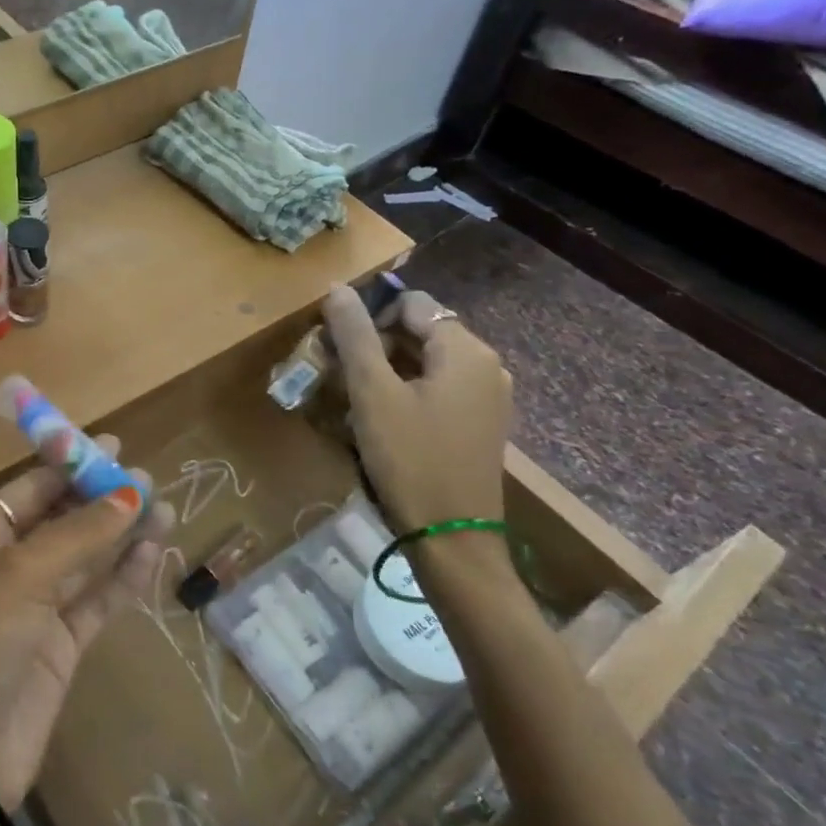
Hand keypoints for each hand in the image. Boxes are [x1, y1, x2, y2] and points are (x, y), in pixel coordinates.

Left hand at [0, 436, 170, 811]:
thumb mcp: (19, 576)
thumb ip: (78, 535)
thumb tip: (131, 495)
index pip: (32, 487)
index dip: (71, 464)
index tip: (114, 447)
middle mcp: (8, 564)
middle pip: (63, 518)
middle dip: (103, 498)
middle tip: (150, 478)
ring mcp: (36, 606)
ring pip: (87, 557)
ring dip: (122, 535)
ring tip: (165, 509)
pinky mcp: (61, 646)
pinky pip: (98, 599)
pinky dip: (124, 577)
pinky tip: (154, 553)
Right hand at [323, 285, 512, 534]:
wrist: (452, 539)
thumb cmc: (410, 458)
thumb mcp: (372, 392)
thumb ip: (354, 335)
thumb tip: (338, 287)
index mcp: (466, 350)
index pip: (411, 304)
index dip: (370, 318)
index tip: (340, 350)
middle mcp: (486, 366)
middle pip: (419, 331)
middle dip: (375, 346)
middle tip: (340, 375)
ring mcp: (487, 398)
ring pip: (424, 362)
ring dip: (386, 371)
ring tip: (355, 400)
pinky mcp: (479, 424)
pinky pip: (437, 389)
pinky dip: (405, 392)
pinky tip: (382, 421)